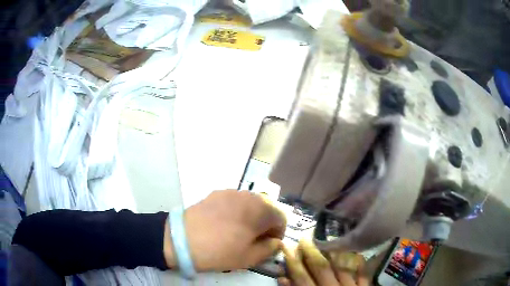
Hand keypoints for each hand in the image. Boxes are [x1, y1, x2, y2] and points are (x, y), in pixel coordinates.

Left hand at [165, 190, 286, 271]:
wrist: (182, 240)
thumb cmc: (220, 251)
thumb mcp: (249, 257)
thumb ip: (270, 249)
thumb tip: (276, 242)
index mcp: (260, 210)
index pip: (281, 217)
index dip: (278, 233)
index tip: (268, 244)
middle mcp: (248, 196)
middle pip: (267, 208)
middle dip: (265, 223)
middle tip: (254, 239)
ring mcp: (230, 192)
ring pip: (250, 203)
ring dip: (251, 216)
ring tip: (239, 231)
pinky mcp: (215, 193)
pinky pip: (234, 201)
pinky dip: (237, 211)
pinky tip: (224, 224)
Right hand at [279, 239, 367, 285]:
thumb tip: (283, 278)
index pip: (302, 277)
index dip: (294, 262)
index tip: (287, 246)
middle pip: (321, 269)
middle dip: (311, 253)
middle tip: (304, 237)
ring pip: (342, 267)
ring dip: (333, 253)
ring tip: (326, 238)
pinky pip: (363, 273)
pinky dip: (360, 263)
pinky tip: (356, 252)